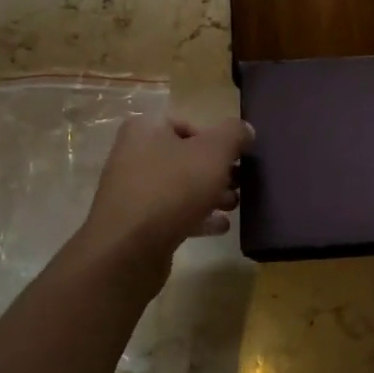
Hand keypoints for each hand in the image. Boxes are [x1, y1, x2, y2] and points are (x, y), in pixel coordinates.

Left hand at [81, 115, 252, 258]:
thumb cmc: (173, 188)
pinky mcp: (136, 222)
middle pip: (186, 157)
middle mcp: (133, 154)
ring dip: (210, 194)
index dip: (218, 140)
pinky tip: (220, 227)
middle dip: (217, 171)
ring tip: (233, 206)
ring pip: (181, 186)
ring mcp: (132, 189)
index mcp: (146, 128)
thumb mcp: (214, 152)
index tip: (238, 158)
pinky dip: (197, 216)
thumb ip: (234, 134)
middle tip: (240, 183)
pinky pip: (172, 212)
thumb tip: (245, 130)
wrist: (128, 249)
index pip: (190, 124)